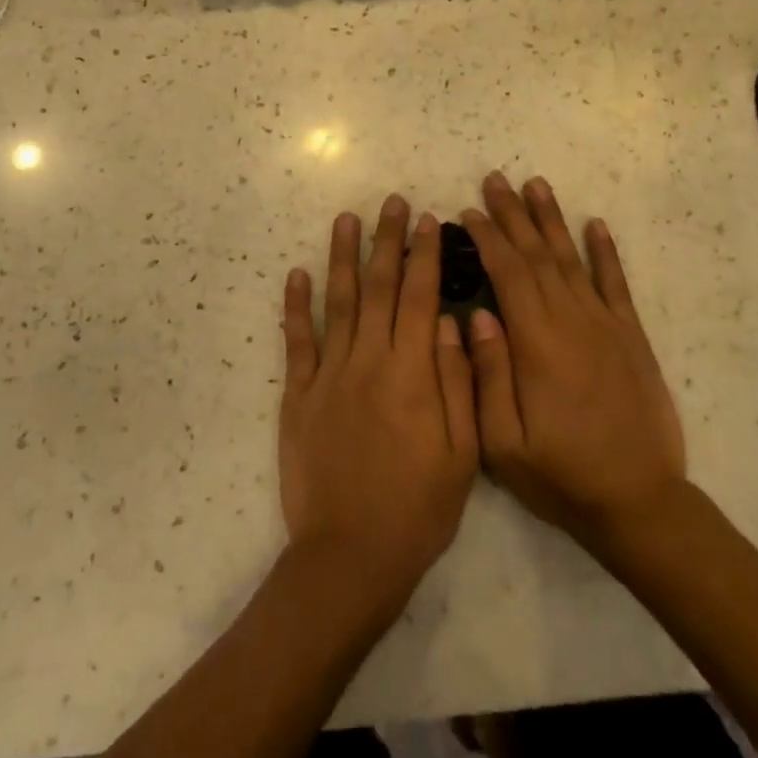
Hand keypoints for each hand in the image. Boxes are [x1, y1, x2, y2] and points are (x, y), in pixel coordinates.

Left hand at [280, 197, 479, 621]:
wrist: (351, 554)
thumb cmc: (418, 507)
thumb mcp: (462, 452)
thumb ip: (459, 382)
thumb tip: (455, 323)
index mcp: (412, 372)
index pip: (421, 297)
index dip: (425, 256)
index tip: (428, 220)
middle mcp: (369, 360)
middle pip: (380, 288)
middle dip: (387, 241)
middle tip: (391, 202)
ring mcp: (329, 374)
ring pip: (338, 302)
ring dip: (342, 257)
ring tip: (345, 219)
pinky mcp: (298, 395)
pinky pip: (297, 341)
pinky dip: (295, 306)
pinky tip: (296, 274)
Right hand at [461, 173, 685, 565]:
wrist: (640, 503)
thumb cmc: (562, 475)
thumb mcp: (504, 442)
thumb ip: (487, 375)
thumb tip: (477, 315)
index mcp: (537, 343)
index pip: (508, 273)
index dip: (488, 237)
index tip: (469, 210)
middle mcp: (572, 321)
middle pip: (538, 254)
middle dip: (513, 214)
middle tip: (495, 179)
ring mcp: (606, 326)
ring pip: (573, 259)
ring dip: (552, 220)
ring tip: (536, 185)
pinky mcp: (631, 338)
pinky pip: (617, 284)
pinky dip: (605, 252)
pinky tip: (596, 225)